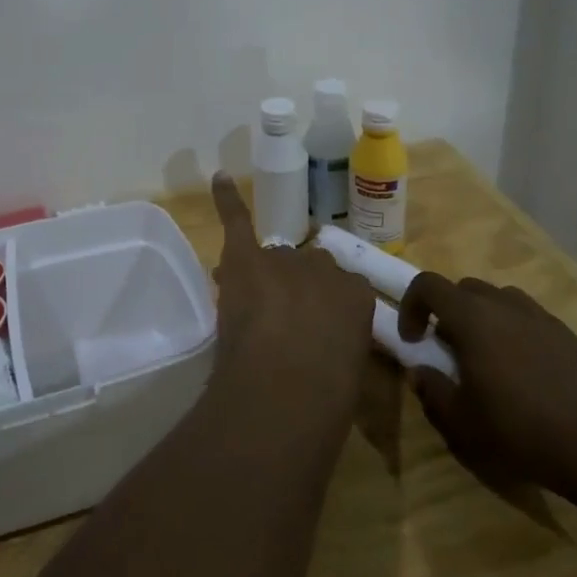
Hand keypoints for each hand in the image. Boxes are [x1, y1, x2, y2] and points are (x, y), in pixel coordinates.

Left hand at [207, 176, 374, 433]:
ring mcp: (284, 260)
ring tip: (250, 305)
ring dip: (264, 277)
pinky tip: (219, 178)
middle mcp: (325, 267)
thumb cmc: (326, 398)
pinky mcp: (245, 257)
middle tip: (280, 325)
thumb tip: (324, 345)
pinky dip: (227, 200)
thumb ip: (340, 345)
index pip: (340, 290)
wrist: (285, 392)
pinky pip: (237, 220)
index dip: (321, 311)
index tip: (313, 331)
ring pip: (272, 260)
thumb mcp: (351, 373)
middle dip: (294, 291)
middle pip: (305, 270)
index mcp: (358, 295)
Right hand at [399, 273, 576, 498]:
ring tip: (487, 356)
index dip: (412, 305)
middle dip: (448, 311)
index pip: (428, 285)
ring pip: (500, 298)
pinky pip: (530, 318)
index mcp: (472, 318)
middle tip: (448, 349)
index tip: (414, 339)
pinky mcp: (569, 335)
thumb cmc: (518, 430)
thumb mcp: (460, 421)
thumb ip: (432, 390)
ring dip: (483, 317)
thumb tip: (419, 372)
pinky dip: (515, 331)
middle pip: (465, 288)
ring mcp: (541, 317)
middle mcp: (505, 305)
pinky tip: (524, 370)